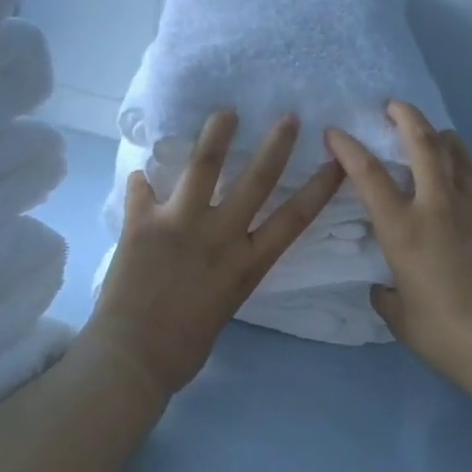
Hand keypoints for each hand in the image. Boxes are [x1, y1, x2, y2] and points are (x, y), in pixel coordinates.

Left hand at [86, 110, 345, 400]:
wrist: (133, 359)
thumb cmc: (184, 347)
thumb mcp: (223, 306)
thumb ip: (225, 272)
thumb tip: (214, 253)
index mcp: (246, 264)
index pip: (293, 219)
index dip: (319, 188)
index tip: (338, 162)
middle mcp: (220, 236)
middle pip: (256, 180)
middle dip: (276, 145)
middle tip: (288, 117)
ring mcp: (181, 224)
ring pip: (203, 166)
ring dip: (216, 135)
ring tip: (225, 112)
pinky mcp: (143, 223)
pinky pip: (142, 190)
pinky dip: (142, 181)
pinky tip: (141, 172)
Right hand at [325, 102, 471, 382]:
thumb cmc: (444, 333)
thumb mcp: (399, 316)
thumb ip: (386, 293)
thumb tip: (386, 285)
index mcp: (403, 229)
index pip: (368, 175)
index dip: (348, 147)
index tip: (334, 132)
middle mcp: (436, 208)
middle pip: (424, 143)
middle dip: (406, 116)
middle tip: (391, 105)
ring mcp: (470, 210)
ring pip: (457, 152)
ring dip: (438, 133)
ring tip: (426, 132)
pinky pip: (470, 178)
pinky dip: (456, 164)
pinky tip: (448, 178)